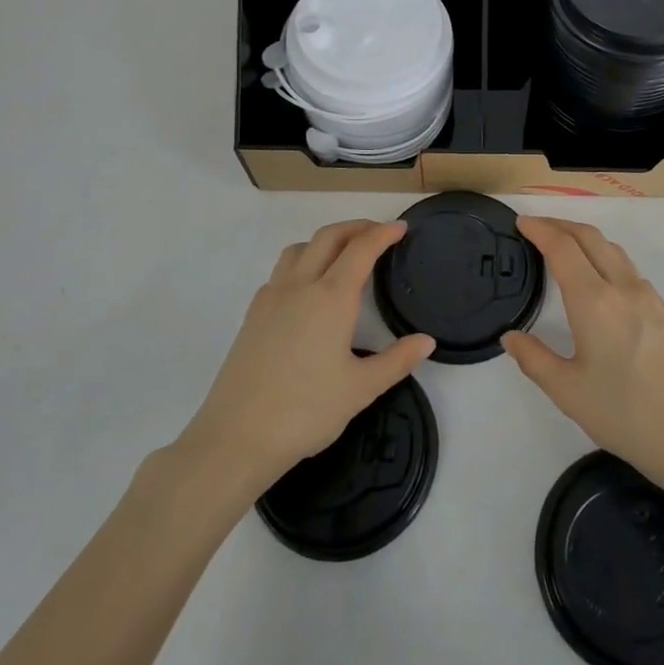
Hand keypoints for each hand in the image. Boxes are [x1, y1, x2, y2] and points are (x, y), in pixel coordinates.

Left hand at [178, 220, 434, 494]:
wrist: (237, 436)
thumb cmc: (306, 411)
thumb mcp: (361, 389)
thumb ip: (397, 361)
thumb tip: (426, 341)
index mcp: (331, 298)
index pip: (361, 249)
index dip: (383, 233)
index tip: (401, 227)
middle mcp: (300, 286)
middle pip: (328, 237)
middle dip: (356, 227)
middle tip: (378, 232)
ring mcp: (271, 298)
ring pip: (299, 249)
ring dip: (325, 241)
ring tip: (343, 255)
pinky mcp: (252, 315)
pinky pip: (280, 272)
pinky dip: (301, 263)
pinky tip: (307, 290)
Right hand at [502, 217, 663, 492]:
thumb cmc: (625, 415)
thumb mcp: (568, 392)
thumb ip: (534, 359)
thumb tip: (511, 337)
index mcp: (594, 302)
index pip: (563, 248)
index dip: (540, 230)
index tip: (521, 222)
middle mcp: (623, 288)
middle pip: (590, 237)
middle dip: (561, 224)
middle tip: (537, 227)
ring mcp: (650, 298)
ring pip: (613, 250)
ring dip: (585, 239)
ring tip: (564, 247)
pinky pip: (629, 270)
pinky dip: (605, 258)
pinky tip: (599, 281)